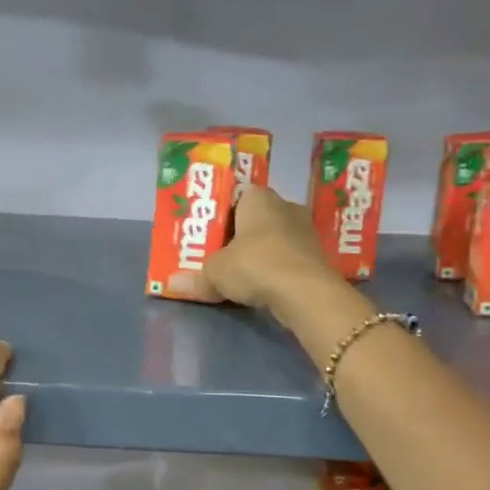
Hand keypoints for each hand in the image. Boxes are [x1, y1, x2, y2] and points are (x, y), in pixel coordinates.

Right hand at [186, 185, 337, 315]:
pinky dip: (276, 268)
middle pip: (256, 218)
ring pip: (274, 238)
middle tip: (219, 254)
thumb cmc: (255, 265)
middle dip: (240, 235)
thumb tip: (172, 283)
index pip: (237, 196)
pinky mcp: (317, 256)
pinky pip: (288, 257)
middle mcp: (286, 206)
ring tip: (239, 272)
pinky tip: (263, 284)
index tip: (209, 234)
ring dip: (259, 253)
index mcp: (259, 197)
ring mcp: (306, 231)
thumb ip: (196, 276)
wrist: (306, 293)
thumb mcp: (215, 272)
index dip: (221, 214)